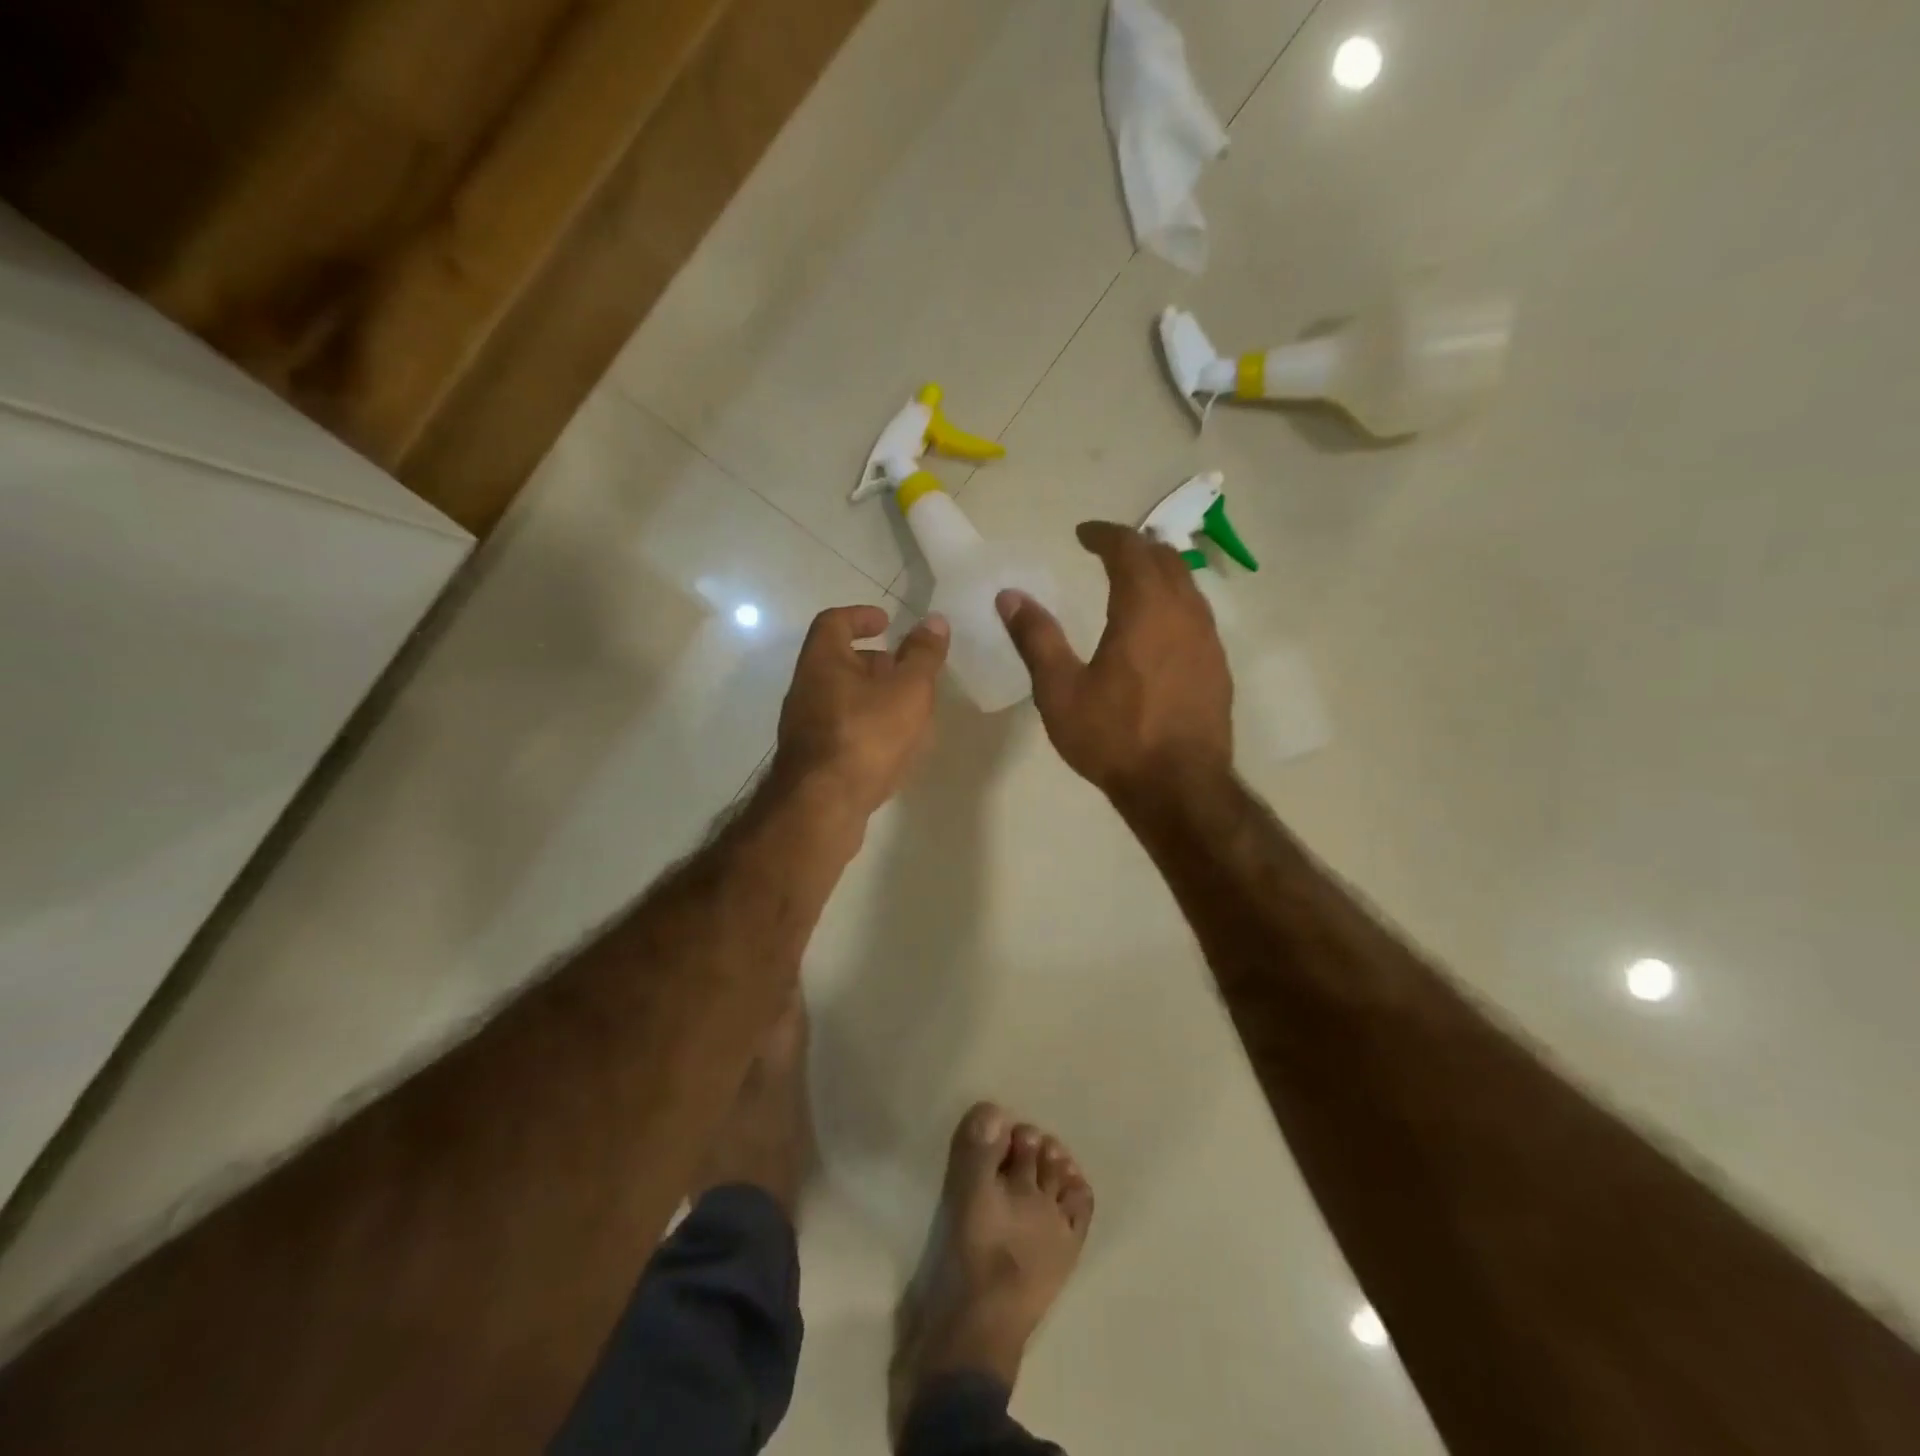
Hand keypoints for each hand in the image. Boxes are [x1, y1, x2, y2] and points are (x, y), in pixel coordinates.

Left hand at [774, 605, 949, 815]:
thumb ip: (923, 656)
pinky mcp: (812, 761)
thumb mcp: (908, 690)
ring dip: (871, 696)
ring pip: (840, 698)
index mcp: (822, 662)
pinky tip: (892, 747)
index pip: (834, 622)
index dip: (860, 616)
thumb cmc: (866, 736)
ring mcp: (804, 728)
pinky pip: (841, 731)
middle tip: (904, 669)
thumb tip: (934, 621)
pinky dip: (866, 727)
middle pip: (837, 662)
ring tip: (907, 710)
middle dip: (873, 661)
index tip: (886, 622)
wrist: (823, 806)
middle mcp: (806, 690)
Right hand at [997, 521, 1231, 800]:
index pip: (1129, 549)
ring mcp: (1208, 640)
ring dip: (1159, 573)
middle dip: (1136, 547)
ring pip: (1188, 585)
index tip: (1083, 534)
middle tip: (1108, 551)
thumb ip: (1036, 638)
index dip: (1105, 535)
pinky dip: (1175, 602)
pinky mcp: (1218, 666)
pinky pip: (1198, 615)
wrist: (1179, 787)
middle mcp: (1184, 613)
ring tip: (1134, 581)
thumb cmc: (1114, 737)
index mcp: (1144, 610)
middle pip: (1165, 559)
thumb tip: (1010, 596)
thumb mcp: (1060, 690)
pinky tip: (1160, 628)